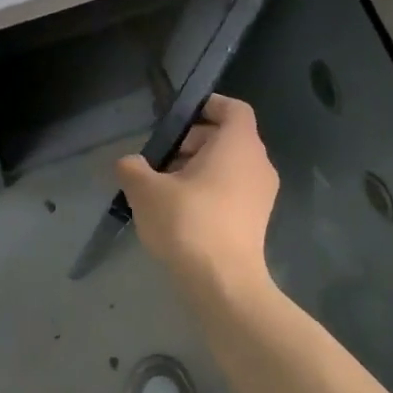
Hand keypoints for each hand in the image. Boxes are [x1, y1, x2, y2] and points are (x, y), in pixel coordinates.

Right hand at [115, 94, 278, 296]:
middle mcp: (258, 163)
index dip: (208, 105)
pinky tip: (180, 212)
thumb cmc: (189, 223)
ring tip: (165, 188)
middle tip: (161, 158)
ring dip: (199, 168)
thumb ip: (133, 168)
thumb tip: (129, 163)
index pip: (233, 108)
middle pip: (228, 137)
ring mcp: (262, 195)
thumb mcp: (146, 191)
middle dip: (193, 141)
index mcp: (238, 144)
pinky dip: (210, 191)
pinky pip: (234, 190)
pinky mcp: (258, 221)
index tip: (178, 118)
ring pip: (230, 166)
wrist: (224, 286)